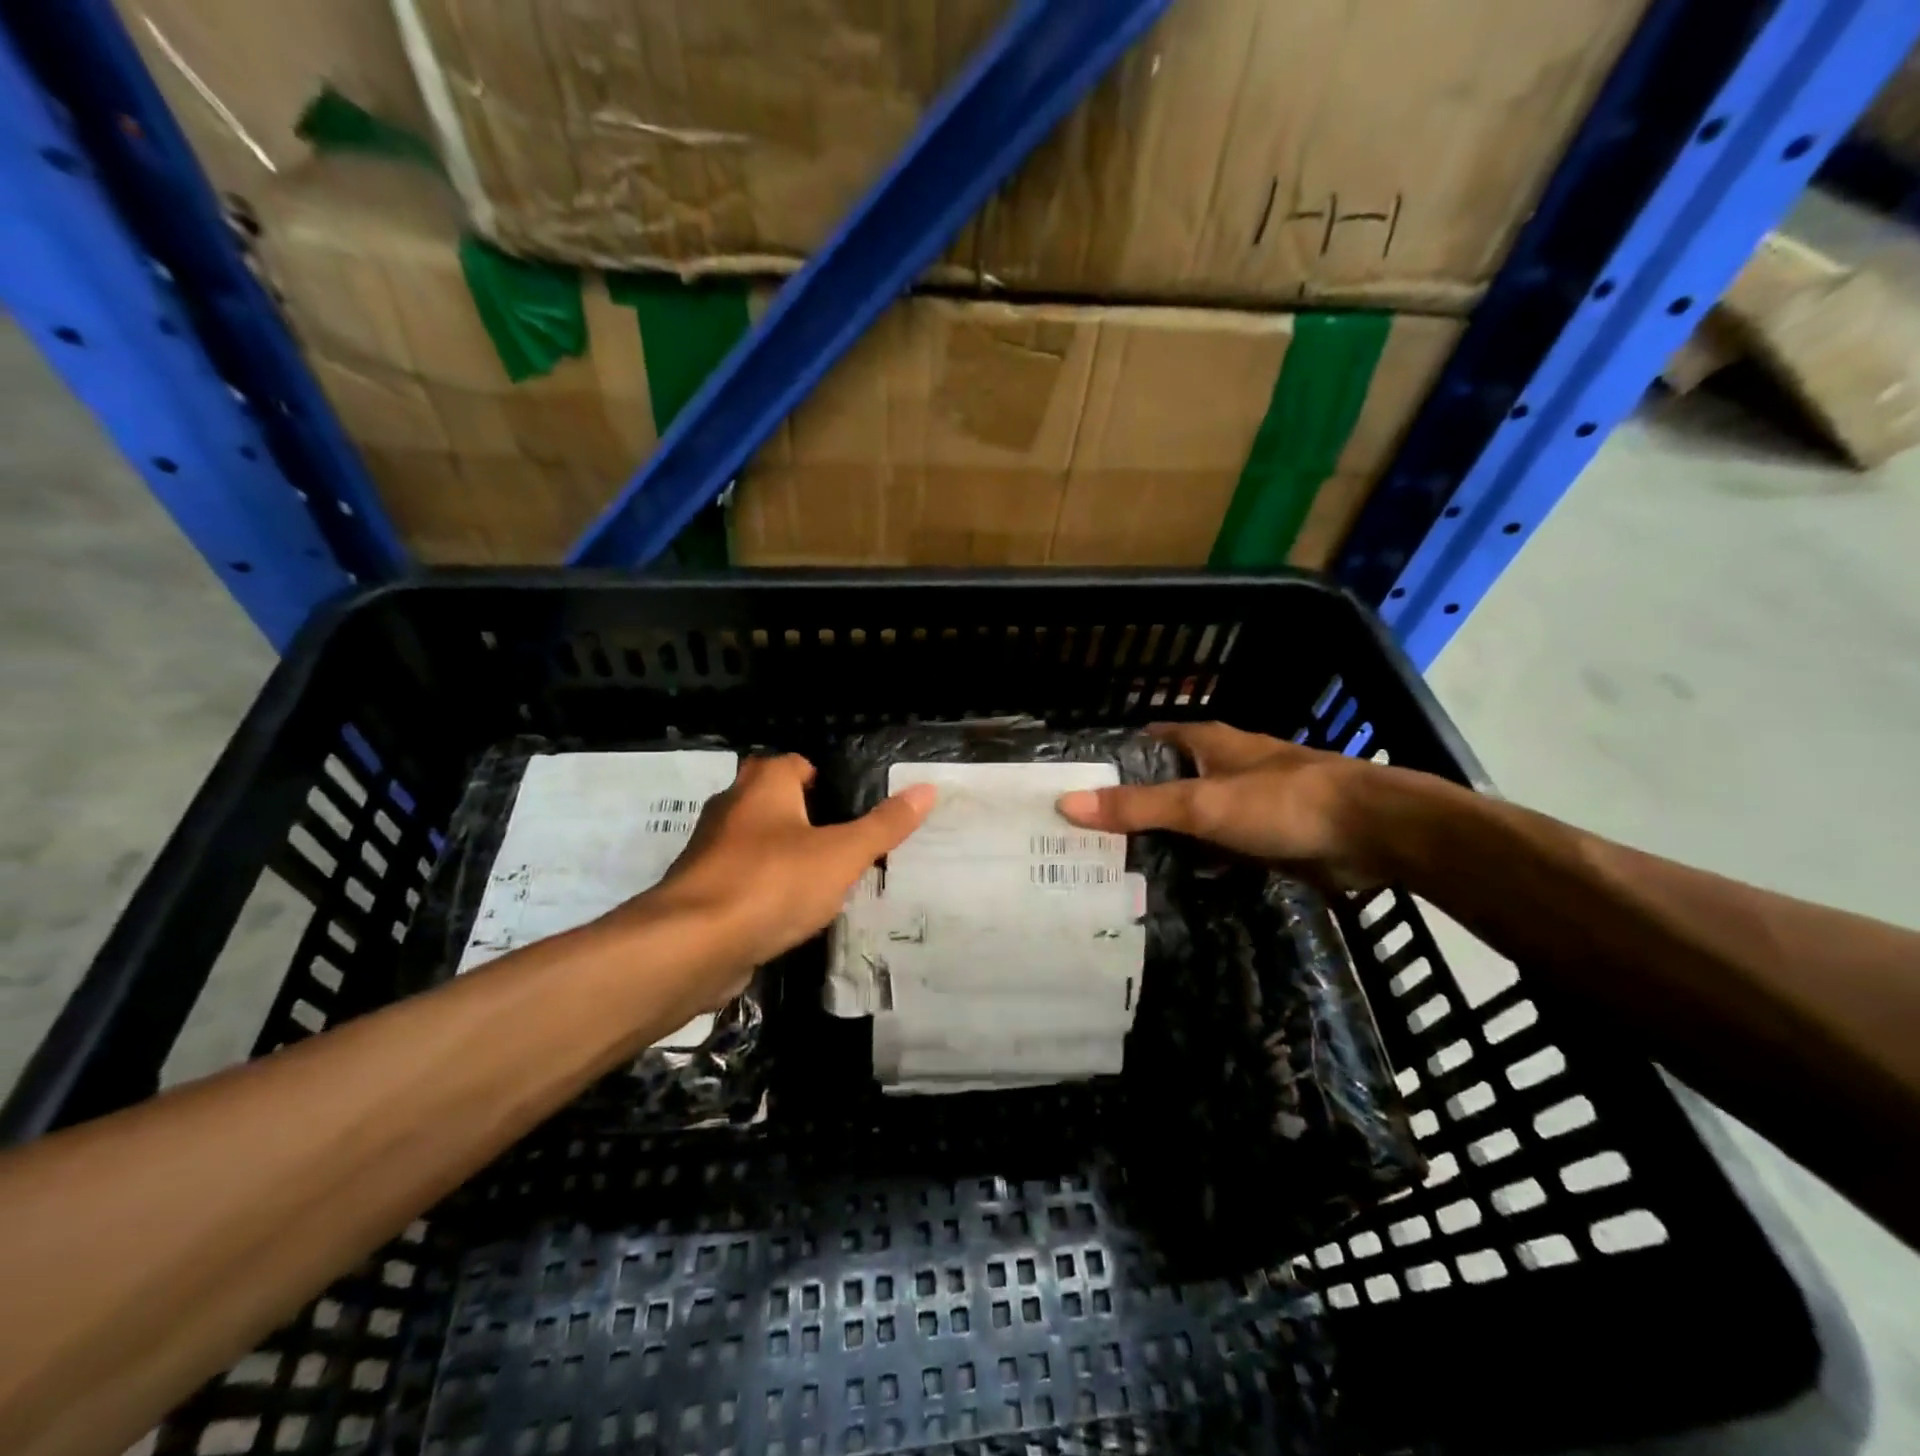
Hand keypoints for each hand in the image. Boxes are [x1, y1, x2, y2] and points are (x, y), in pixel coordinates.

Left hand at [630, 755, 934, 999]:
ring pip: (754, 840)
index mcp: (764, 784)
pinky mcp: (699, 890)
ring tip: (820, 879)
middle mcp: (731, 806)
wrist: (694, 944)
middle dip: (802, 815)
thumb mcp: (843, 854)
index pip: (796, 763)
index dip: (822, 779)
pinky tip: (786, 912)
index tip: (849, 805)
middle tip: (840, 841)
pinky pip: (740, 877)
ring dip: (781, 853)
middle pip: (772, 799)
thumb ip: (885, 825)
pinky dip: (762, 887)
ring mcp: (709, 849)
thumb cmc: (774, 883)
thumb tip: (927, 789)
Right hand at [1055, 722, 1392, 887]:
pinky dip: (1194, 860)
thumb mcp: (1201, 803)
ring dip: (1163, 835)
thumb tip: (1066, 804)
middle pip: (1167, 781)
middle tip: (1087, 836)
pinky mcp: (1266, 838)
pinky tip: (1169, 883)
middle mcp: (1224, 767)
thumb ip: (1137, 806)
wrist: (1373, 833)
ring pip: (1191, 818)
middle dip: (1133, 803)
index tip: (1078, 785)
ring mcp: (1247, 803)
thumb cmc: (1282, 802)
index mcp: (1208, 743)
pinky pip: (1216, 847)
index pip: (1148, 741)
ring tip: (1115, 864)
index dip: (1114, 758)